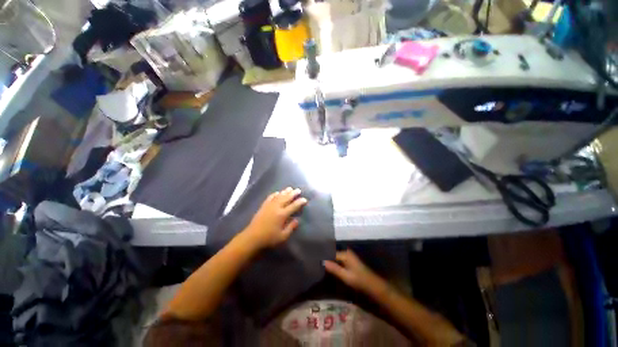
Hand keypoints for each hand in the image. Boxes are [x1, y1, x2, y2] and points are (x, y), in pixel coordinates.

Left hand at [243, 187, 306, 249]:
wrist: (252, 237)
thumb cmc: (269, 238)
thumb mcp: (283, 236)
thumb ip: (291, 227)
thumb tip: (297, 220)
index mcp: (282, 215)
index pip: (293, 206)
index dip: (300, 202)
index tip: (305, 199)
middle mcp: (276, 207)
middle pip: (286, 198)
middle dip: (293, 193)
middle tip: (298, 190)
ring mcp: (269, 206)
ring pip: (279, 196)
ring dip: (285, 191)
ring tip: (290, 188)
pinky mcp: (263, 206)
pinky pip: (270, 197)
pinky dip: (274, 194)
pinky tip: (277, 192)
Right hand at [323, 249, 386, 295]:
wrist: (372, 285)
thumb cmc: (359, 280)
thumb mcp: (345, 275)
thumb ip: (334, 268)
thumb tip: (322, 261)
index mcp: (345, 254)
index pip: (331, 253)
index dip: (324, 257)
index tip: (316, 261)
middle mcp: (346, 252)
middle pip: (333, 255)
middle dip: (326, 259)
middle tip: (317, 264)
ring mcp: (348, 256)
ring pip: (336, 258)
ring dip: (330, 262)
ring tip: (321, 266)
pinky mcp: (349, 261)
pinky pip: (339, 260)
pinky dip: (335, 264)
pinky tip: (330, 269)